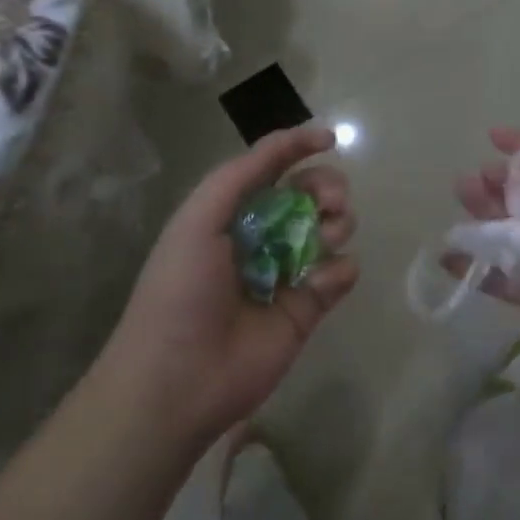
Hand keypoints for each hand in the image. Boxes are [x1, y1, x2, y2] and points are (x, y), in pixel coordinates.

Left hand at [103, 126, 358, 447]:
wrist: (178, 379)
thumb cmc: (181, 290)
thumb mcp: (198, 219)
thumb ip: (241, 175)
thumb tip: (291, 144)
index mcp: (231, 214)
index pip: (272, 169)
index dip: (298, 148)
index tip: (330, 139)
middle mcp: (262, 237)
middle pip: (309, 196)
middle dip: (326, 187)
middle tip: (330, 202)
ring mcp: (287, 273)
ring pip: (331, 230)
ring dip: (338, 223)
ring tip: (328, 237)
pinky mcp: (308, 309)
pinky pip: (340, 274)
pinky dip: (341, 269)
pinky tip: (323, 279)